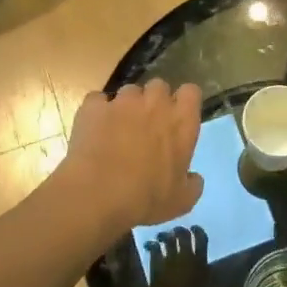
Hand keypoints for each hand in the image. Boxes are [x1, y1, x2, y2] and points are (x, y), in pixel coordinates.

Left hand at [55, 80, 203, 234]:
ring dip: (127, 106)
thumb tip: (193, 177)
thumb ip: (192, 184)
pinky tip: (94, 130)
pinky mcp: (93, 107)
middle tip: (147, 125)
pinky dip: (97, 112)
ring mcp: (122, 102)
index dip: (184, 102)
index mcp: (181, 122)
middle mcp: (155, 104)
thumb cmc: (146, 198)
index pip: (191, 92)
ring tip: (117, 129)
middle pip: (159, 86)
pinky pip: (98, 100)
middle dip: (154, 100)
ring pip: (128, 91)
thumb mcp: (181, 201)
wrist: (97, 195)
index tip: (178, 117)